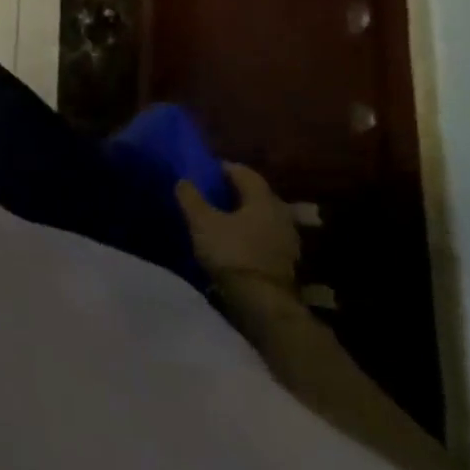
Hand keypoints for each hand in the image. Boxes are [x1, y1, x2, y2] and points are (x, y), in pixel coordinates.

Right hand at [176, 163, 303, 294]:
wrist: (262, 301)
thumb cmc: (232, 252)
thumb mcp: (202, 222)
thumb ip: (191, 198)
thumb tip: (182, 180)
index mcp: (263, 199)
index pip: (244, 173)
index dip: (223, 168)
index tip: (205, 170)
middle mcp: (281, 213)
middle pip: (256, 194)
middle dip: (235, 191)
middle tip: (211, 192)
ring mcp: (287, 238)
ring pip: (262, 216)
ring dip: (243, 213)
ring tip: (220, 217)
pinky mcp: (286, 259)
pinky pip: (265, 235)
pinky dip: (250, 232)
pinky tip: (234, 239)